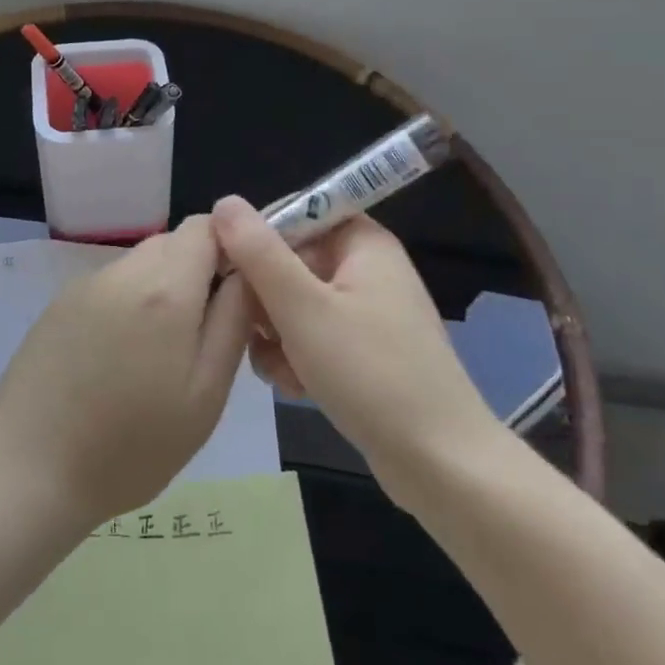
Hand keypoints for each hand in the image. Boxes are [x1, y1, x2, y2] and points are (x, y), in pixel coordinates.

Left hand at [0, 215, 254, 527]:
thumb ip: (233, 321)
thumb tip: (246, 274)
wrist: (27, 472)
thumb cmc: (131, 446)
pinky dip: (128, 304)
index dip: (231, 248)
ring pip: (141, 264)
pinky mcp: (57, 305)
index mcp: (164, 288)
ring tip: (158, 355)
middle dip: (197, 272)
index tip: (237, 293)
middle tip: (202, 335)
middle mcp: (122, 272)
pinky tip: (118, 360)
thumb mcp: (205, 394)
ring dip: (161, 290)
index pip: (207, 225)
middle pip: (173, 242)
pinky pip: (110, 286)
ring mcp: (84, 286)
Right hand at [210, 195, 502, 503]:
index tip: (232, 272)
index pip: (297, 213)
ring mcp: (368, 312)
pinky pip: (314, 335)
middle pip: (292, 261)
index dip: (258, 237)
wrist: (439, 462)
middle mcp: (367, 268)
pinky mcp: (365, 351)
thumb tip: (225, 202)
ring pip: (296, 304)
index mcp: (362, 243)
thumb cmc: (370, 373)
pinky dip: (298, 356)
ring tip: (283, 370)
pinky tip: (296, 387)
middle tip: (260, 333)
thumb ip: (259, 253)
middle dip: (266, 299)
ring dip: (277, 334)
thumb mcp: (303, 308)